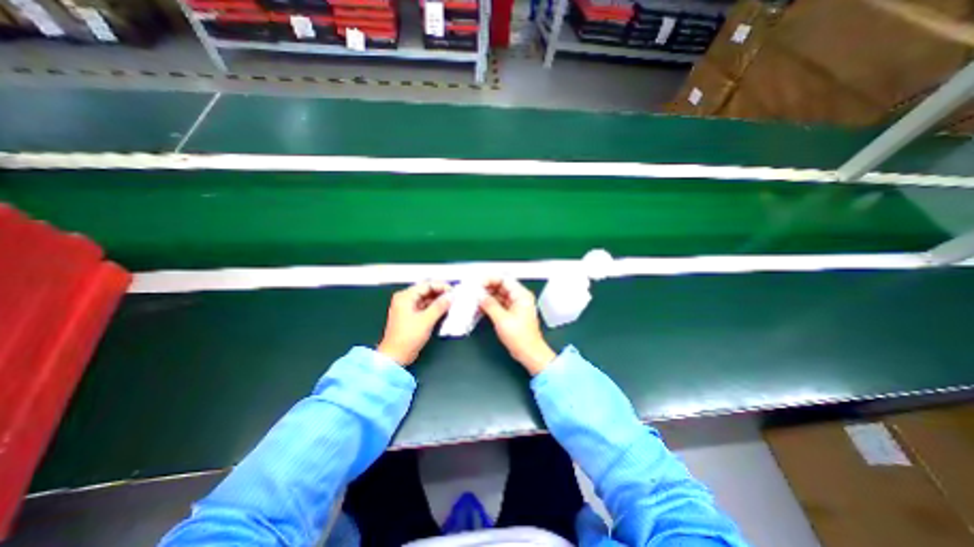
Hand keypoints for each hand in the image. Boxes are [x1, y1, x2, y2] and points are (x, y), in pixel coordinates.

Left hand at [376, 282, 453, 366]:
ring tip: (452, 303)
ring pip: (427, 299)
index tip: (454, 291)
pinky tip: (445, 310)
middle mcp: (406, 299)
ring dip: (439, 301)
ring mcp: (408, 308)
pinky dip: (435, 308)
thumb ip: (439, 306)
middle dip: (441, 293)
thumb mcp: (426, 320)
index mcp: (405, 296)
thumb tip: (451, 296)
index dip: (441, 286)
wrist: (395, 356)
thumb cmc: (408, 337)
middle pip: (426, 291)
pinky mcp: (412, 316)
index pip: (426, 285)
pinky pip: (425, 307)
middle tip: (455, 297)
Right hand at [478, 278, 555, 375]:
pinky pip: (499, 304)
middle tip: (473, 291)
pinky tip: (479, 307)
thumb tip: (480, 296)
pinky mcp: (511, 313)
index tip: (477, 283)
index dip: (490, 279)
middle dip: (486, 288)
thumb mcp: (502, 320)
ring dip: (486, 297)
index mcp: (521, 295)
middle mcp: (519, 298)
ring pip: (498, 295)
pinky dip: (489, 305)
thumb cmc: (520, 337)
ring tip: (474, 299)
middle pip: (500, 286)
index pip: (504, 280)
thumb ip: (490, 305)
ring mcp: (515, 305)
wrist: (529, 353)